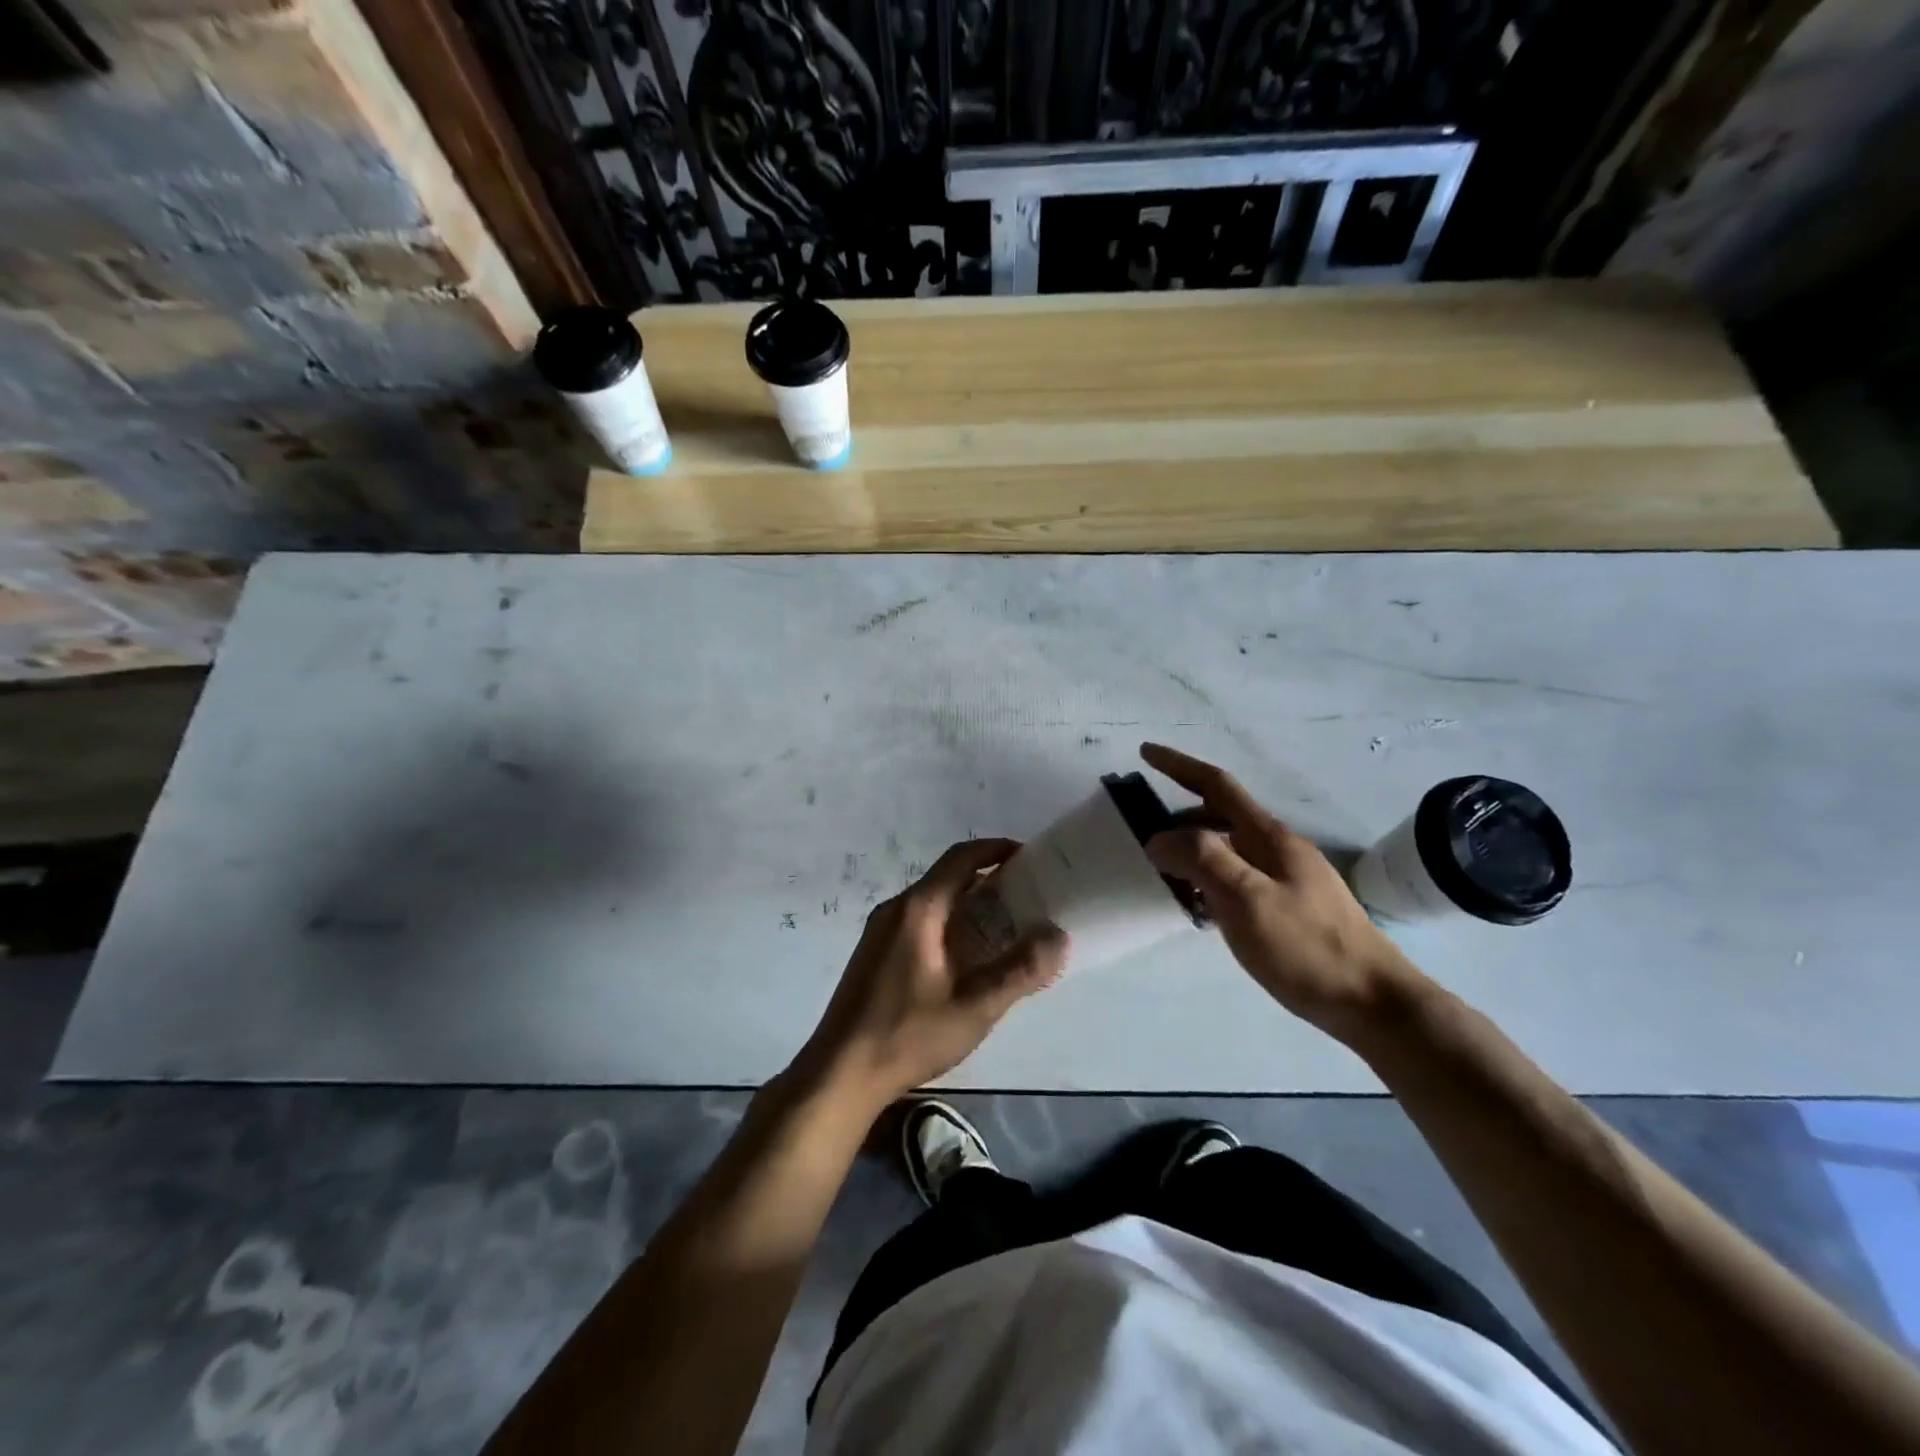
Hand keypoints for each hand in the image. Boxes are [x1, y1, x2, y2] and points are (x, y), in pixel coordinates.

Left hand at [794, 839, 1069, 1109]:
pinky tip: (967, 957)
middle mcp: (895, 909)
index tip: (1029, 856)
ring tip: (1006, 927)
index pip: (961, 858)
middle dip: (988, 879)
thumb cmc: (907, 1035)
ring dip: (969, 904)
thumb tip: (1057, 935)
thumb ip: (1019, 970)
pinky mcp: (875, 954)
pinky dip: (949, 923)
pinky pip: (919, 922)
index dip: (996, 849)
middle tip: (1028, 897)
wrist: (839, 1074)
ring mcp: (880, 931)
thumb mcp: (974, 1007)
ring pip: (933, 901)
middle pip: (947, 877)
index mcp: (918, 909)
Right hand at [1140, 743, 1419, 1037]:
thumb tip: (1159, 837)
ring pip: (1230, 851)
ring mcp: (1289, 878)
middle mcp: (1279, 849)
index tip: (1146, 752)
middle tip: (1148, 843)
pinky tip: (1203, 908)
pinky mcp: (1291, 907)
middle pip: (1221, 817)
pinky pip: (1240, 878)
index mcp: (1269, 837)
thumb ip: (1202, 860)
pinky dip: (1212, 881)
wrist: (1373, 1002)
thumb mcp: (1246, 899)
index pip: (1217, 786)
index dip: (1179, 766)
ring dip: (1196, 854)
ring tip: (1168, 879)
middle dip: (1181, 820)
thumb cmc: (1306, 947)